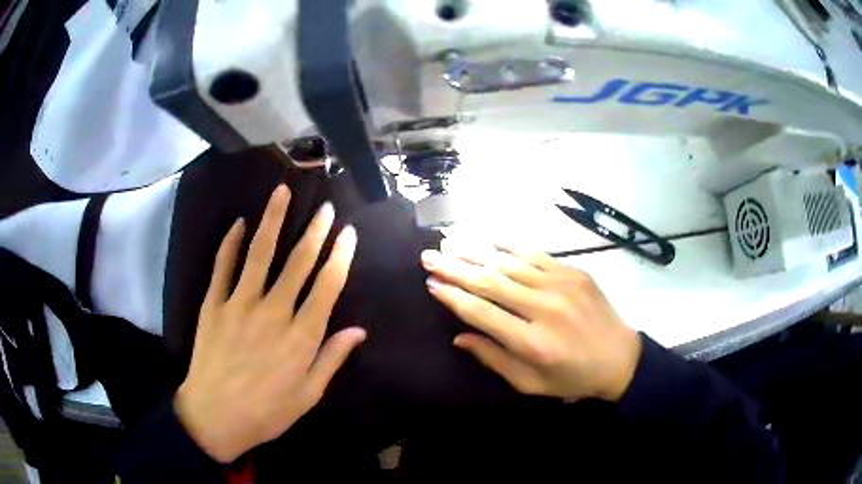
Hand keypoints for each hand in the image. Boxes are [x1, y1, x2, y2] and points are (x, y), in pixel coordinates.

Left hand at [175, 185, 365, 462]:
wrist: (215, 416)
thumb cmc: (267, 411)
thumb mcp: (308, 395)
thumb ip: (332, 359)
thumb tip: (359, 331)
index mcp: (301, 336)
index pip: (327, 285)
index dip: (340, 256)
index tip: (348, 234)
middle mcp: (273, 312)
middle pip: (298, 262)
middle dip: (315, 231)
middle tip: (325, 208)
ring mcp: (240, 304)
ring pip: (260, 253)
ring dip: (273, 220)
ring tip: (282, 192)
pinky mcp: (214, 304)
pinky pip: (222, 266)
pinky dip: (230, 243)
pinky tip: (239, 223)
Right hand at [421, 240, 640, 402]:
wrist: (620, 358)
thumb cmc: (572, 378)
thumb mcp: (531, 383)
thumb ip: (494, 359)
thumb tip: (459, 336)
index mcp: (531, 342)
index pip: (481, 313)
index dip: (453, 297)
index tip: (431, 283)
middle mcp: (543, 308)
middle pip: (490, 281)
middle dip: (455, 267)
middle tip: (428, 256)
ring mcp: (560, 285)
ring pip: (509, 263)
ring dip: (476, 251)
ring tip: (449, 241)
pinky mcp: (574, 272)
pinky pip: (536, 254)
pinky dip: (510, 245)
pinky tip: (490, 238)